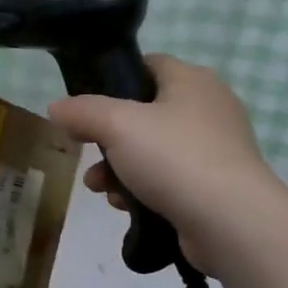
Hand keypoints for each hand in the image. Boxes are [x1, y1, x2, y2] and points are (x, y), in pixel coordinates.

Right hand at [48, 55, 282, 274]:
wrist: (231, 222)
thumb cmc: (174, 158)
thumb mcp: (116, 125)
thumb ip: (82, 111)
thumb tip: (56, 108)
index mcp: (192, 81)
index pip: (148, 65)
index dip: (113, 80)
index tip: (84, 105)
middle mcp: (208, 108)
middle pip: (144, 113)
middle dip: (107, 137)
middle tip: (85, 150)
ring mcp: (214, 150)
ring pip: (152, 151)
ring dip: (119, 168)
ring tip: (99, 187)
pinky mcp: (214, 186)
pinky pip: (168, 180)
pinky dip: (143, 190)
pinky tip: (125, 207)